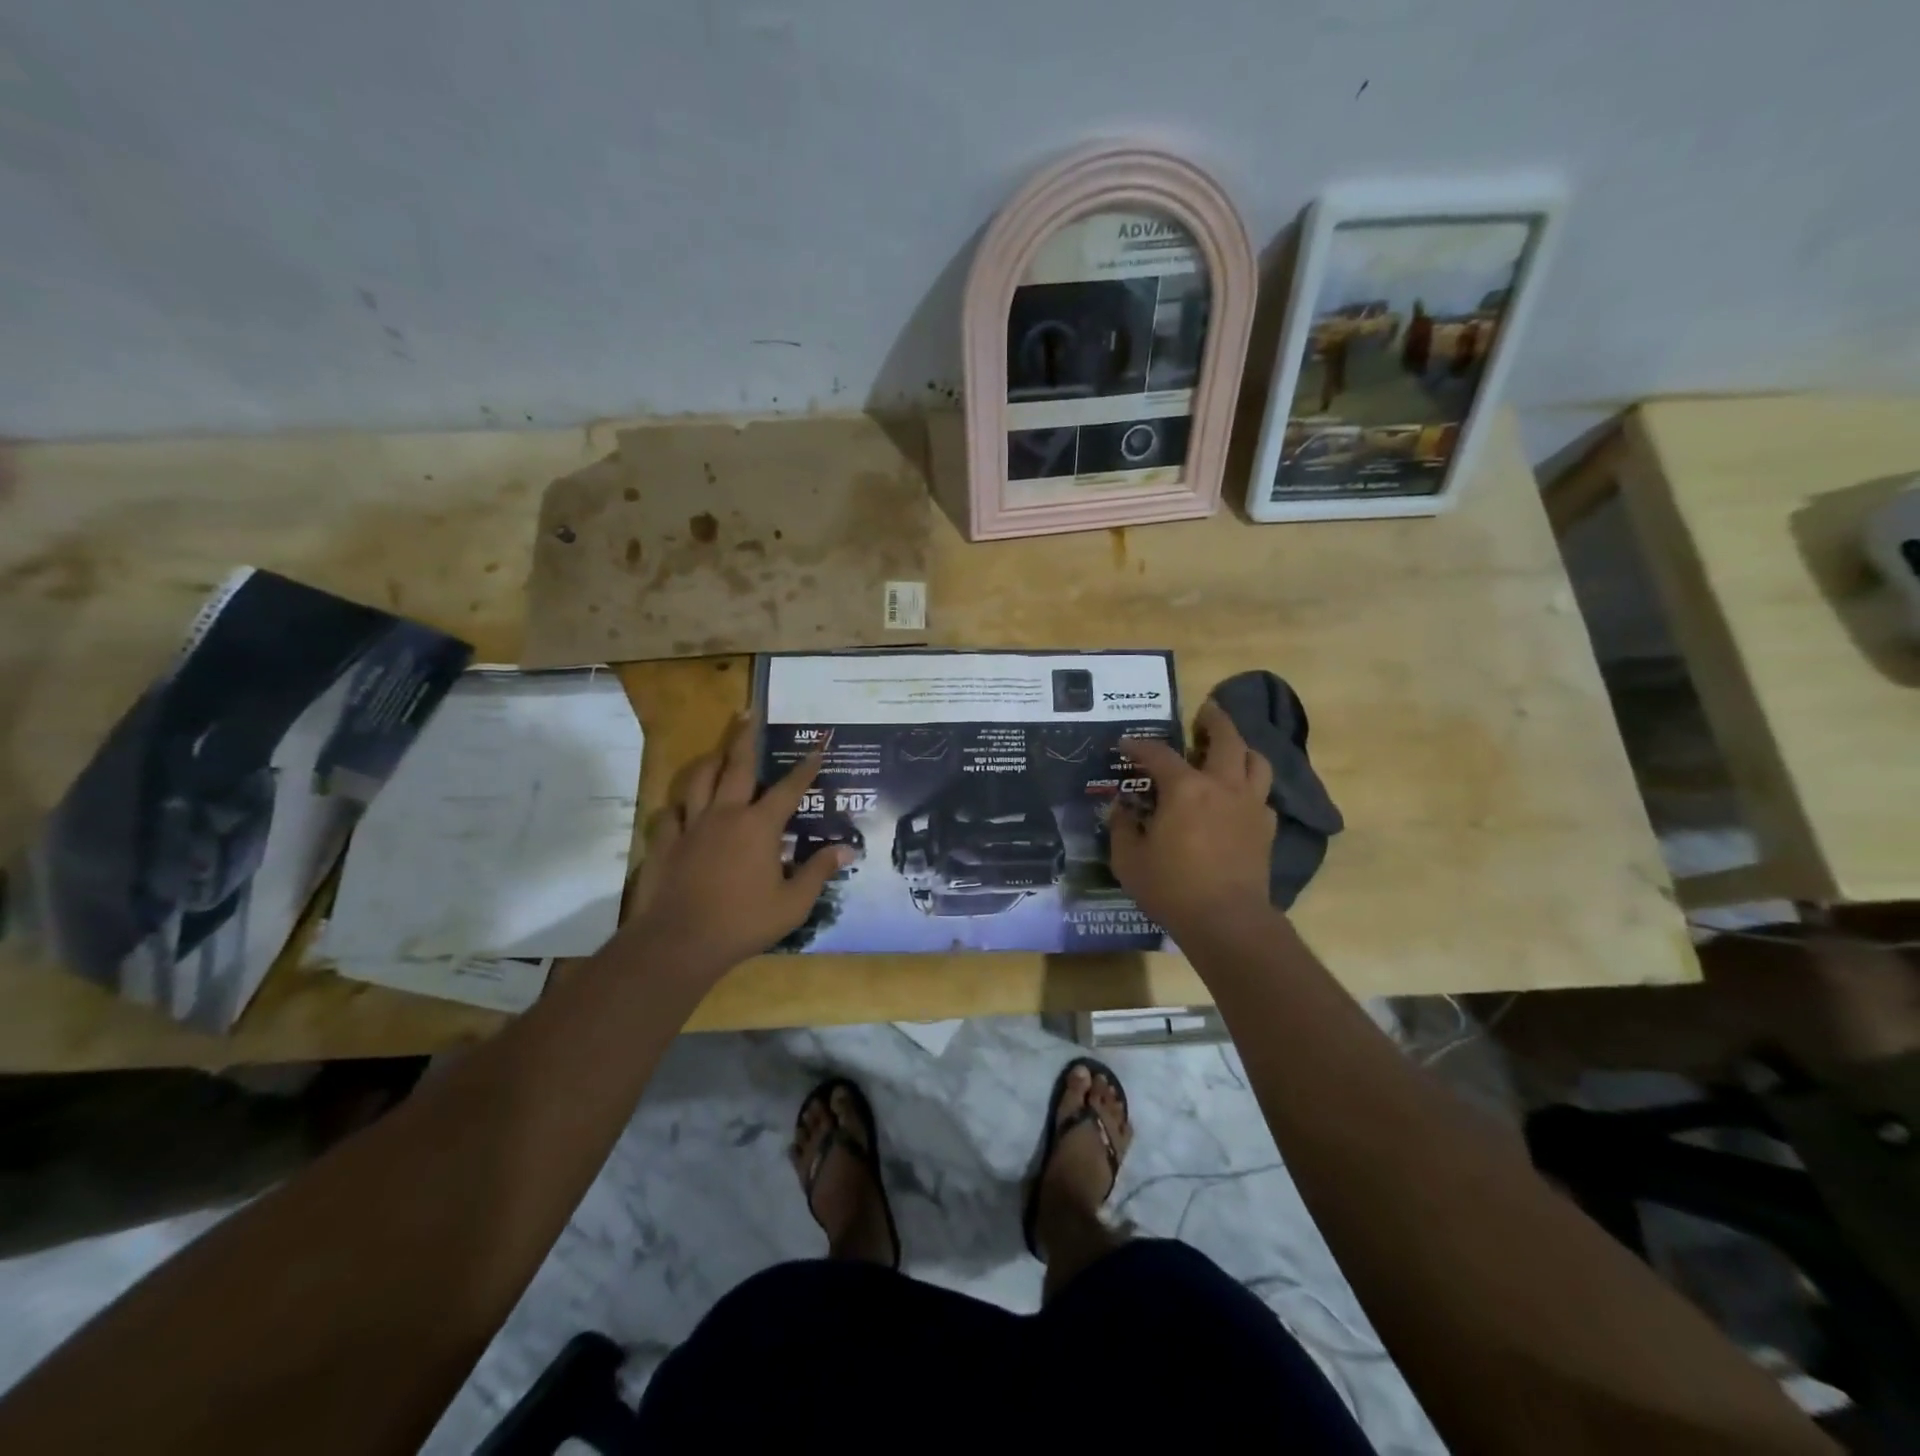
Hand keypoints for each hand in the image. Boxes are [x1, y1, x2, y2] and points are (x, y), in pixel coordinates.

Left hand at [620, 717, 848, 978]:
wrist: (680, 943)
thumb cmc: (744, 922)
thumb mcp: (793, 903)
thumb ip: (818, 872)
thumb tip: (846, 849)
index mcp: (759, 826)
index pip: (789, 788)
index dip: (805, 768)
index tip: (817, 748)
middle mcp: (725, 815)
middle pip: (737, 766)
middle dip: (746, 737)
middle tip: (749, 713)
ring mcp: (691, 826)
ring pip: (699, 780)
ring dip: (711, 761)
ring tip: (718, 752)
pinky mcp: (666, 843)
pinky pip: (670, 813)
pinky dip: (679, 806)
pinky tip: (682, 808)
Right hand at [1111, 700, 1276, 935]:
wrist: (1226, 921)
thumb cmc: (1171, 888)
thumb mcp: (1128, 859)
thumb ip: (1122, 827)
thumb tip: (1122, 808)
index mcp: (1185, 789)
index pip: (1159, 754)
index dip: (1139, 746)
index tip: (1125, 744)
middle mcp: (1222, 786)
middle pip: (1226, 738)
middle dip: (1214, 720)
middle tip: (1205, 711)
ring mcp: (1250, 805)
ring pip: (1255, 761)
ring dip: (1241, 748)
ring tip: (1228, 748)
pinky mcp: (1265, 828)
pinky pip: (1262, 795)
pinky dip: (1250, 786)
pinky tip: (1237, 797)